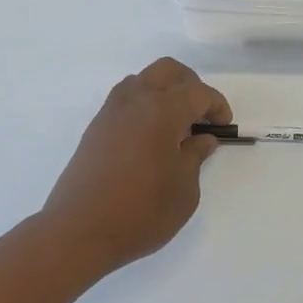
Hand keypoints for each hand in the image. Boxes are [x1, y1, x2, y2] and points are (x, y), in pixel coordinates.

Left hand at [42, 58, 231, 273]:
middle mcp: (135, 100)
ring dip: (164, 91)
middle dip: (191, 85)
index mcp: (162, 110)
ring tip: (176, 125)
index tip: (223, 127)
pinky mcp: (96, 128)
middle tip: (202, 115)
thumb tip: (201, 139)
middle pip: (168, 71)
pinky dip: (144, 105)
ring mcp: (111, 112)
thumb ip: (195, 156)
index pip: (198, 92)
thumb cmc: (141, 212)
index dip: (216, 105)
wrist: (79, 231)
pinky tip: (151, 136)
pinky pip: (126, 99)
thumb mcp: (184, 190)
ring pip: (143, 80)